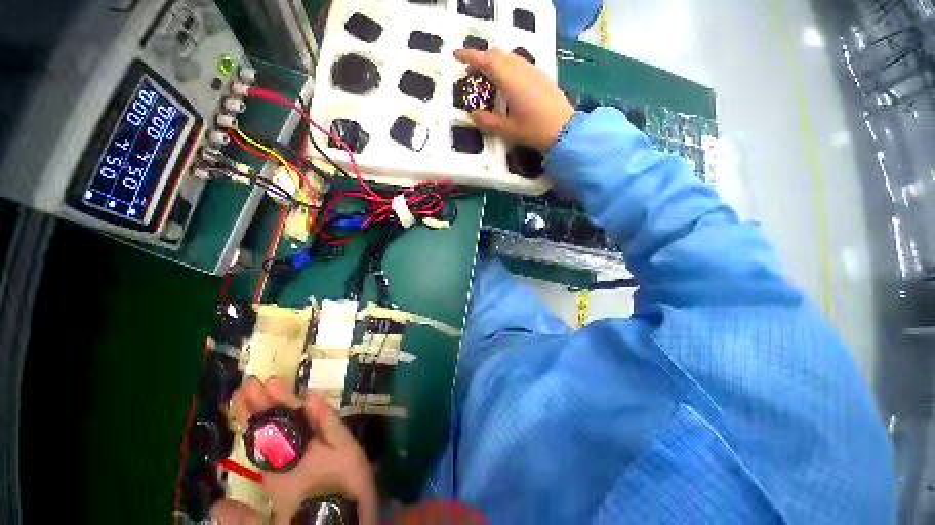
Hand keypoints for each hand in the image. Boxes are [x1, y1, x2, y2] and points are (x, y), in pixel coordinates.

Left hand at [212, 377, 377, 524]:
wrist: (342, 519)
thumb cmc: (307, 519)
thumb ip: (244, 519)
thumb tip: (215, 507)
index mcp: (278, 468)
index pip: (261, 437)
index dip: (249, 417)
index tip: (238, 395)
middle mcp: (298, 451)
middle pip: (280, 423)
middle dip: (263, 403)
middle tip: (249, 381)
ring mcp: (323, 445)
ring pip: (304, 420)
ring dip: (289, 403)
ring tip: (271, 383)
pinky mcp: (346, 445)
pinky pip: (333, 429)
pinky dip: (323, 415)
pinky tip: (311, 400)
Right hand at [454, 48, 573, 149]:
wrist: (564, 129)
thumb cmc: (534, 129)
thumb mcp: (507, 129)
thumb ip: (487, 121)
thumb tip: (473, 114)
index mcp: (510, 80)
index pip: (485, 60)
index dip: (469, 56)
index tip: (456, 56)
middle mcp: (520, 69)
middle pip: (497, 55)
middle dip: (481, 60)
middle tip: (472, 73)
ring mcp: (532, 70)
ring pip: (508, 57)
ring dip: (494, 63)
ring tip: (487, 80)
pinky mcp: (540, 75)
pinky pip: (518, 64)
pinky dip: (506, 67)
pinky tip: (506, 84)